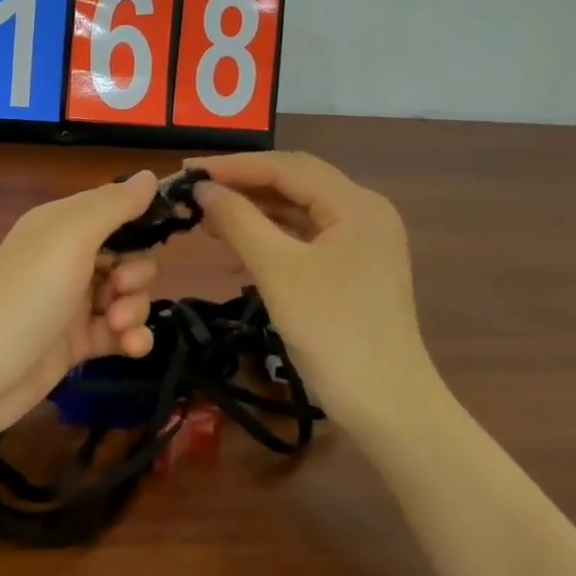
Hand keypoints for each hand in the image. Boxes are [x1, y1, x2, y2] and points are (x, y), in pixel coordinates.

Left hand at [0, 171, 162, 437]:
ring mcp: (73, 302)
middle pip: (127, 255)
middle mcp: (67, 258)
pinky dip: (131, 337)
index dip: (143, 218)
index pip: (114, 208)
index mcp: (62, 224)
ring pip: (128, 295)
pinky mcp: (78, 341)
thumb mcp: (71, 237)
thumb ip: (114, 205)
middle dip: (137, 272)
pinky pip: (120, 331)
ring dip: (134, 308)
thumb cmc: (28, 294)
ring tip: (117, 325)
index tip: (172, 228)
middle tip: (120, 287)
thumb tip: (150, 175)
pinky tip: (131, 347)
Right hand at [188, 151, 442, 434]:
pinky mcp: (355, 270)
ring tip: (208, 220)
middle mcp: (364, 213)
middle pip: (295, 184)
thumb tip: (203, 189)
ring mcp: (363, 243)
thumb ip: (239, 221)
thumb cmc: (333, 332)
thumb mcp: (278, 271)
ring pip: (299, 211)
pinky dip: (271, 239)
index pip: (286, 166)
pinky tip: (238, 253)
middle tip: (195, 191)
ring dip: (254, 213)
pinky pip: (306, 239)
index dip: (233, 166)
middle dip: (243, 185)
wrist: (388, 409)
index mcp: (356, 204)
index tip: (187, 171)